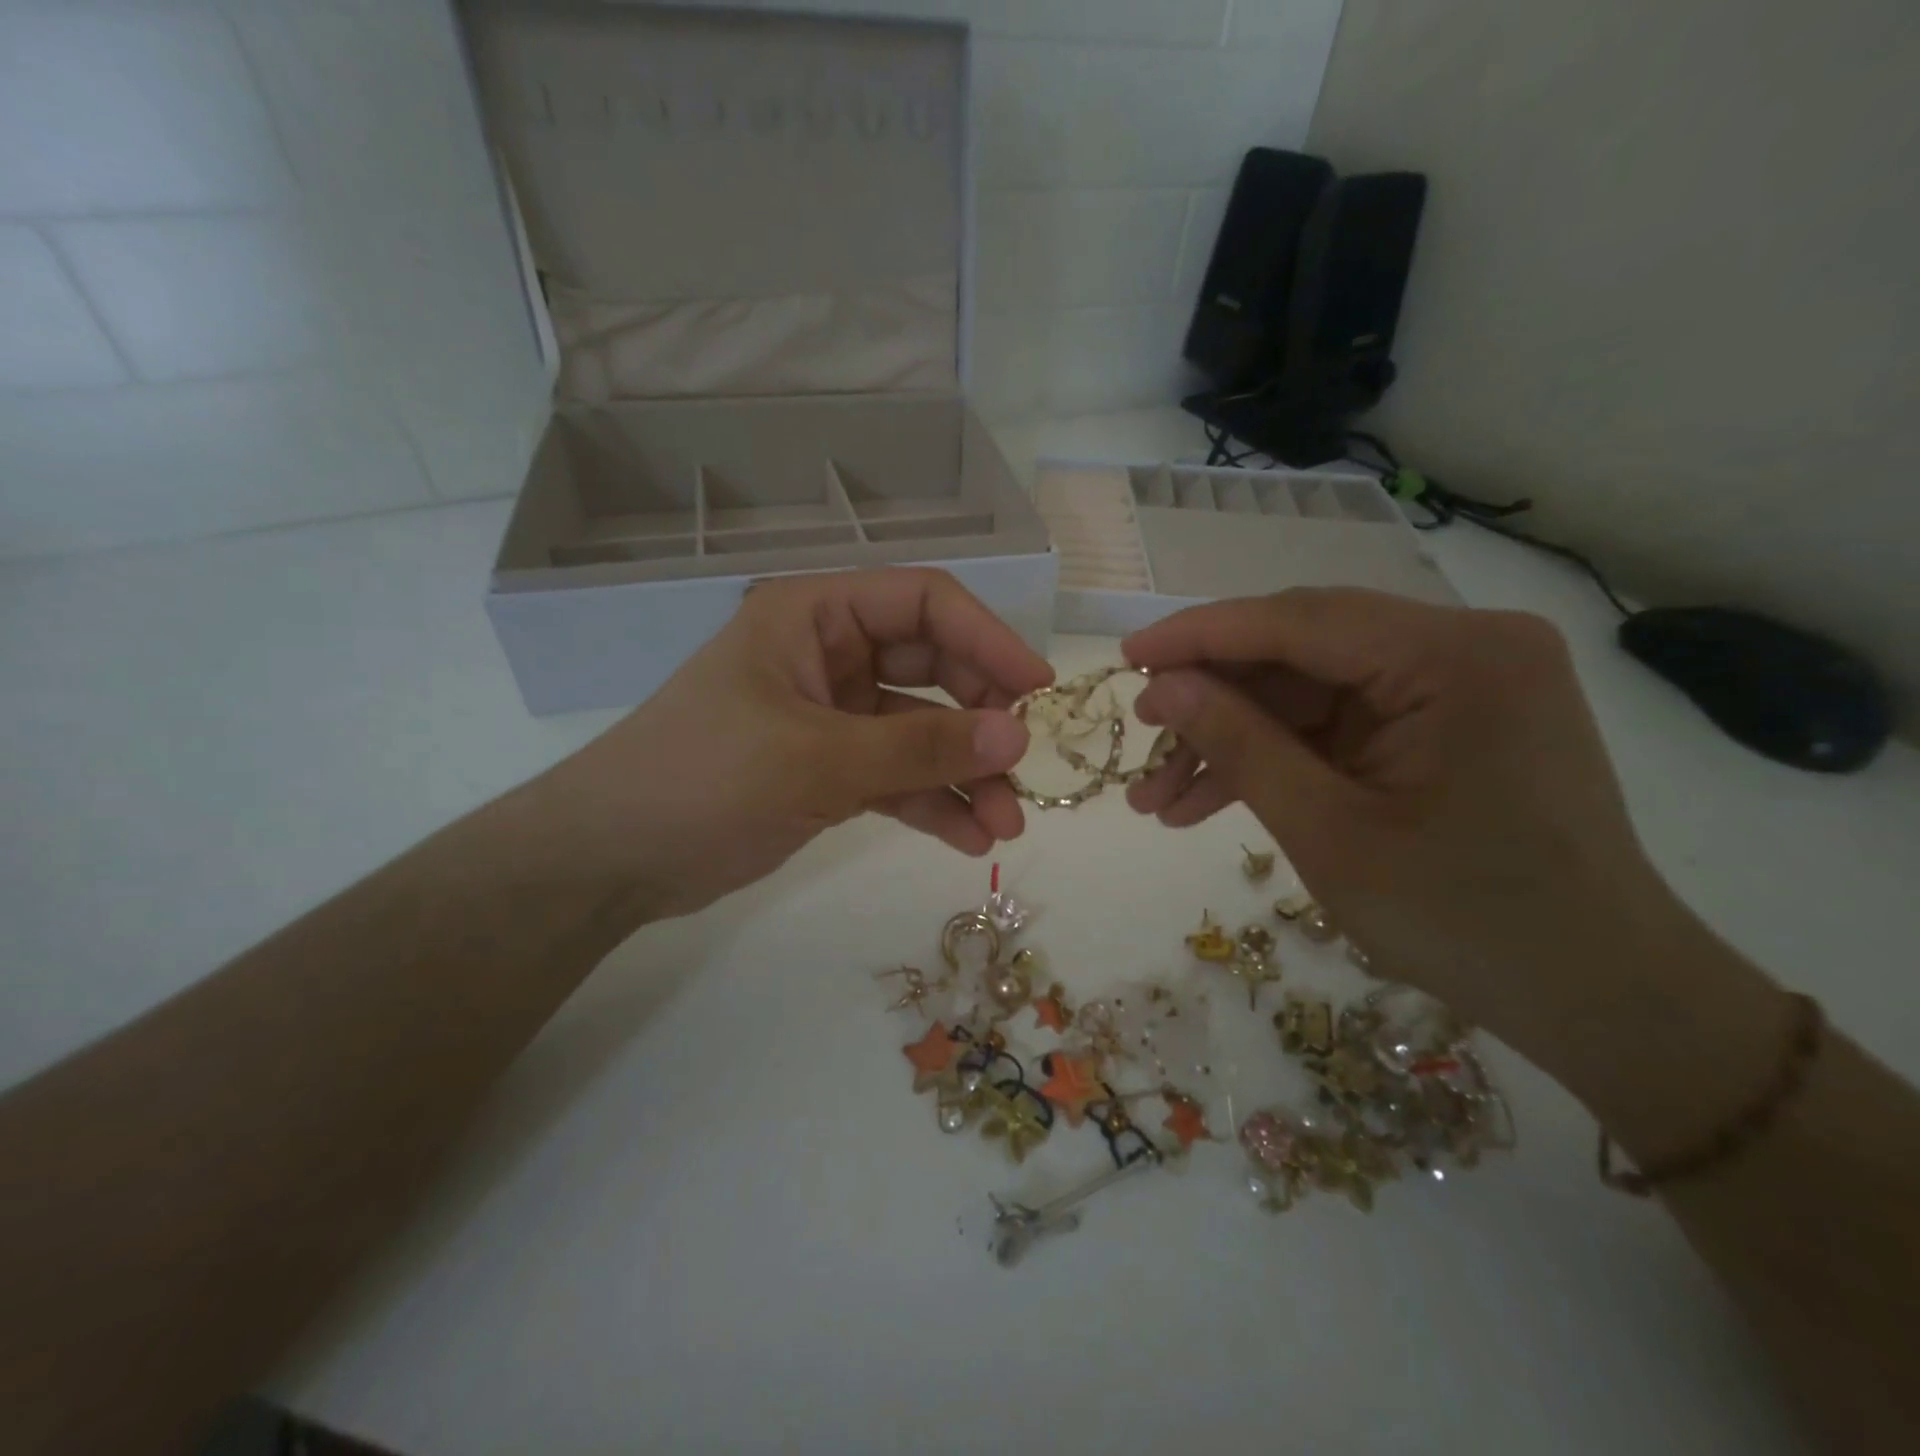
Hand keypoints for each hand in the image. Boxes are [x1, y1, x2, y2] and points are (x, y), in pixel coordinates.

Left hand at [540, 569, 1052, 922]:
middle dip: (979, 721)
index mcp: (814, 616)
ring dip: (964, 774)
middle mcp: (828, 654)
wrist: (611, 860)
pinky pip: (896, 775)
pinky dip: (931, 802)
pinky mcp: (828, 768)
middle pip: (932, 667)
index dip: (987, 639)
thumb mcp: (817, 760)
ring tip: (1004, 826)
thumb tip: (1016, 736)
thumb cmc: (701, 781)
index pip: (922, 604)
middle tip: (1020, 771)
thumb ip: (920, 746)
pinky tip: (968, 840)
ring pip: (919, 730)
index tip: (1036, 692)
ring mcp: (830, 714)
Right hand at [1123, 589, 1673, 1043]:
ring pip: (1307, 693)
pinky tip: (1208, 802)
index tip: (1126, 656)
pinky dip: (1276, 758)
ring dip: (1233, 739)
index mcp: (1455, 656)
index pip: (1298, 620)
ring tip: (1158, 796)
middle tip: (1142, 738)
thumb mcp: (1329, 832)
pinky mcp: (1442, 723)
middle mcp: (1462, 647)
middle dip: (1213, 699)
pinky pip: (1335, 725)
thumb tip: (1162, 688)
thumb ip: (1241, 745)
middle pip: (1300, 651)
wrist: (1599, 997)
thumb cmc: (1468, 919)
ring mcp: (1455, 685)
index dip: (1200, 636)